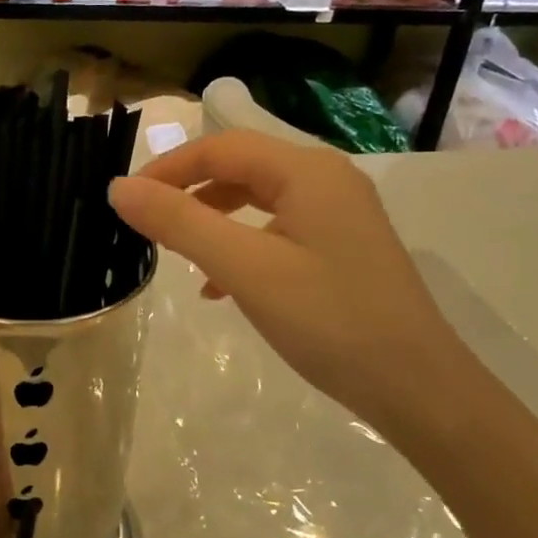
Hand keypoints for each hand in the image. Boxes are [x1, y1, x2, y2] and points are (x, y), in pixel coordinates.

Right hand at [108, 131, 476, 435]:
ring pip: (258, 200)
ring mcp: (339, 215)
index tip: (125, 200)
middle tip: (146, 223)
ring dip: (212, 219)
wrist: (418, 389)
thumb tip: (118, 189)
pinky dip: (241, 245)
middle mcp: (326, 180)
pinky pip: (277, 230)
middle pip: (240, 167)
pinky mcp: (342, 248)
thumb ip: (179, 223)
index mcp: (307, 171)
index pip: (221, 148)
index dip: (167, 168)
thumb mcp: (245, 268)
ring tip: (177, 252)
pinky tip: (219, 286)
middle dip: (188, 191)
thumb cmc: (328, 320)